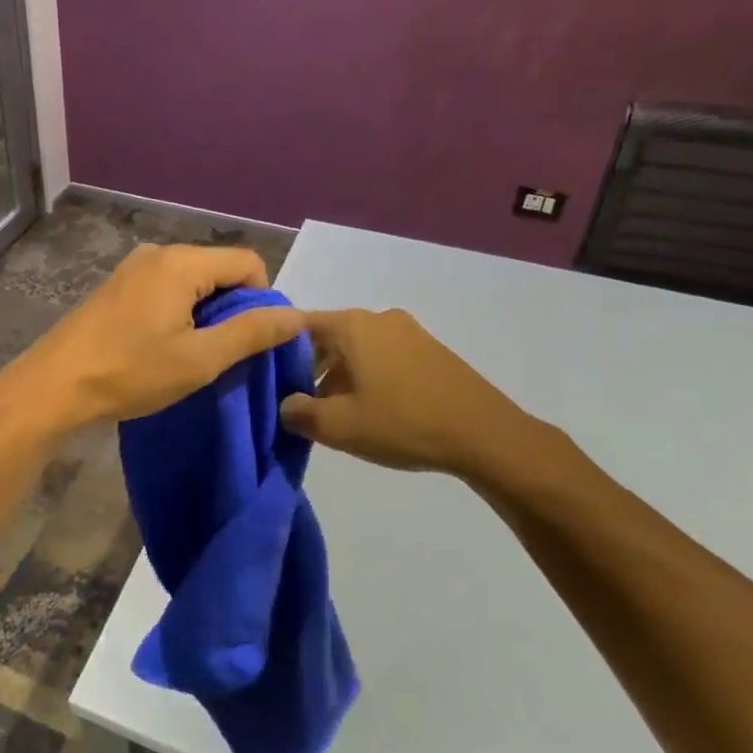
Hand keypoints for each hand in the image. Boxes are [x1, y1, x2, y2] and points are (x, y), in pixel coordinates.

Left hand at [10, 244, 303, 429]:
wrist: (54, 386)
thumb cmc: (131, 371)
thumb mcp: (200, 358)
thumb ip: (252, 333)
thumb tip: (297, 315)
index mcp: (181, 262)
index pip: (247, 262)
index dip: (263, 298)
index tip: (253, 341)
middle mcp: (158, 253)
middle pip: (218, 269)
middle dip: (233, 308)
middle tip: (224, 354)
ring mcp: (133, 269)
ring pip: (192, 282)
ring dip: (205, 314)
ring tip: (194, 355)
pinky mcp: (117, 288)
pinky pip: (166, 289)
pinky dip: (179, 313)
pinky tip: (164, 347)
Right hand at [278, 308, 560, 488]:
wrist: (485, 434)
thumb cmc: (404, 423)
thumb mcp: (340, 427)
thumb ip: (301, 413)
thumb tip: (287, 405)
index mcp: (352, 326)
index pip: (299, 324)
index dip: (277, 347)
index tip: (266, 375)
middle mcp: (379, 318)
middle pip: (328, 336)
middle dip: (309, 367)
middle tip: (300, 402)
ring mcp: (409, 332)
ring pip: (357, 348)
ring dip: (339, 374)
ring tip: (336, 412)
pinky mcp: (430, 350)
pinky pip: (383, 355)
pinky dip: (368, 375)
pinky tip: (372, 409)